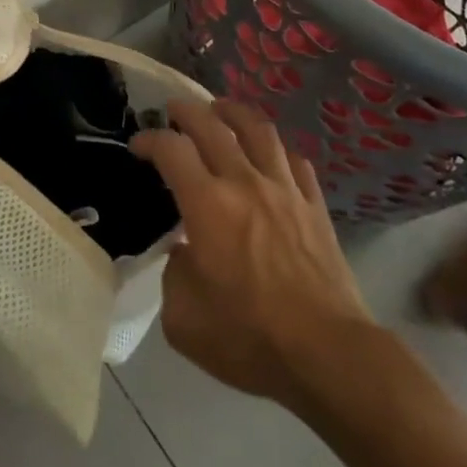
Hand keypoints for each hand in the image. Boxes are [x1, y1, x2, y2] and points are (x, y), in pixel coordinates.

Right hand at [132, 99, 375, 404]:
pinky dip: (277, 152)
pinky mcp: (315, 207)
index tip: (138, 146)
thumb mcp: (184, 320)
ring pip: (258, 130)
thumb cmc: (250, 338)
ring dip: (234, 113)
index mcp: (207, 205)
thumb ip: (174, 275)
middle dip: (187, 111)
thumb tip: (186, 252)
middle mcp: (244, 183)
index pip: (171, 149)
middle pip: (212, 125)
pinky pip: (295, 162)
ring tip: (222, 111)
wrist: (328, 355)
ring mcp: (285, 190)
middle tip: (174, 111)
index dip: (149, 140)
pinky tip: (271, 157)